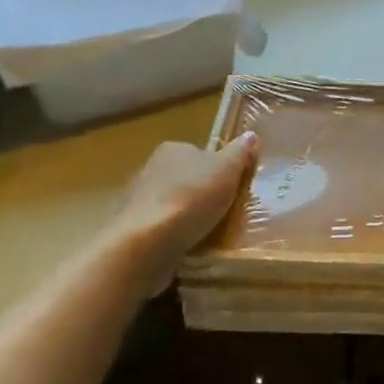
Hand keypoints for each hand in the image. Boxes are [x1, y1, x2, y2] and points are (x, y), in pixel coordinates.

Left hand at [106, 133, 258, 295]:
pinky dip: (173, 236)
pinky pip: (161, 230)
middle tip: (225, 213)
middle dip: (202, 194)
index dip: (218, 169)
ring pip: (172, 205)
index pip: (200, 153)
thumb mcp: (226, 170)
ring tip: (209, 234)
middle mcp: (151, 169)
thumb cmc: (191, 198)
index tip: (232, 188)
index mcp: (173, 149)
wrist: (147, 242)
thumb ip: (239, 153)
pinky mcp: (133, 230)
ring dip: (187, 217)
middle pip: (185, 179)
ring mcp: (138, 201)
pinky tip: (188, 248)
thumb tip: (251, 134)